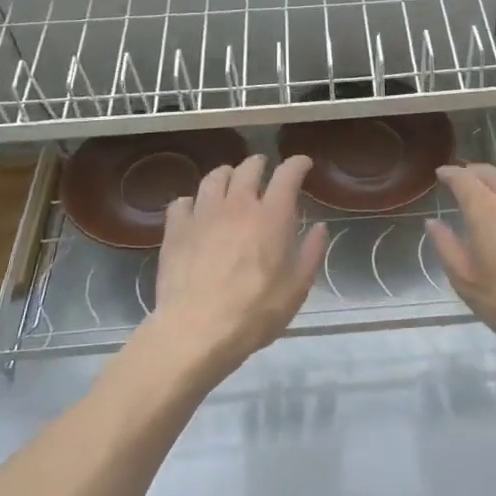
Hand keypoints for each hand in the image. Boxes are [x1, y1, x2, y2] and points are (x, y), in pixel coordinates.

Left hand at [138, 154, 326, 382]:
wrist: (196, 331)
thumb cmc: (254, 312)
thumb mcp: (296, 289)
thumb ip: (310, 253)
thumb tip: (320, 228)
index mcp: (272, 217)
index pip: (288, 175)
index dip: (297, 164)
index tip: (303, 164)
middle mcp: (237, 205)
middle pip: (248, 168)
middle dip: (259, 164)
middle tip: (263, 169)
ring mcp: (203, 214)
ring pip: (213, 178)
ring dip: (226, 175)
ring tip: (229, 182)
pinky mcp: (176, 230)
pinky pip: (182, 202)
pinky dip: (192, 201)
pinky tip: (194, 211)